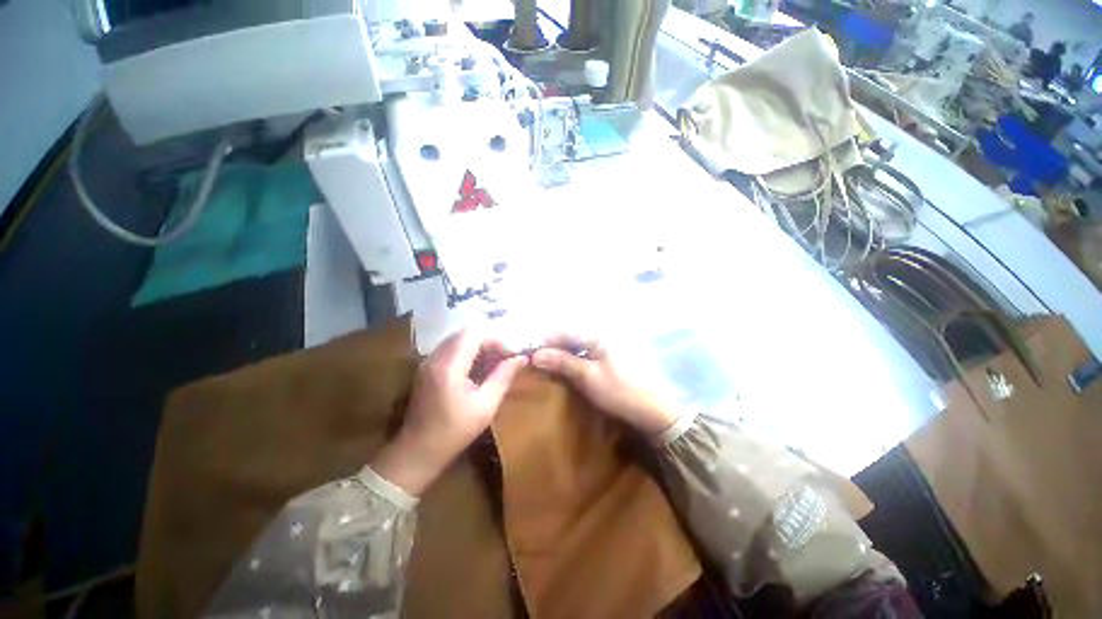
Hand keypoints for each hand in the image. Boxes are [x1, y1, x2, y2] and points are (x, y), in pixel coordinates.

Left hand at [372, 330, 526, 495]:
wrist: (417, 451)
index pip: (474, 333)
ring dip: (479, 345)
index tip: (510, 353)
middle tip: (505, 356)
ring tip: (495, 361)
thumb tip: (521, 358)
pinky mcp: (427, 367)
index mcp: (449, 366)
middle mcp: (435, 357)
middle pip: (466, 332)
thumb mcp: (485, 406)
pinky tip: (479, 367)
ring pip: (458, 338)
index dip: (496, 338)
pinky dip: (468, 351)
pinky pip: (451, 348)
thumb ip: (503, 377)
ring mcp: (428, 361)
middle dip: (489, 340)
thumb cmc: (454, 432)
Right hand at [531, 335, 680, 437]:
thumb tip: (535, 354)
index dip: (545, 340)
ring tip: (546, 363)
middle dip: (552, 347)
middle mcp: (602, 336)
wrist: (653, 411)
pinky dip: (573, 359)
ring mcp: (607, 347)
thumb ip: (562, 362)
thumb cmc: (620, 391)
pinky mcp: (610, 359)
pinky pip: (586, 354)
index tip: (528, 351)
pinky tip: (565, 367)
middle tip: (535, 359)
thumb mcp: (588, 376)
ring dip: (562, 354)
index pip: (565, 332)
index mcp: (598, 335)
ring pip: (577, 346)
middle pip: (571, 337)